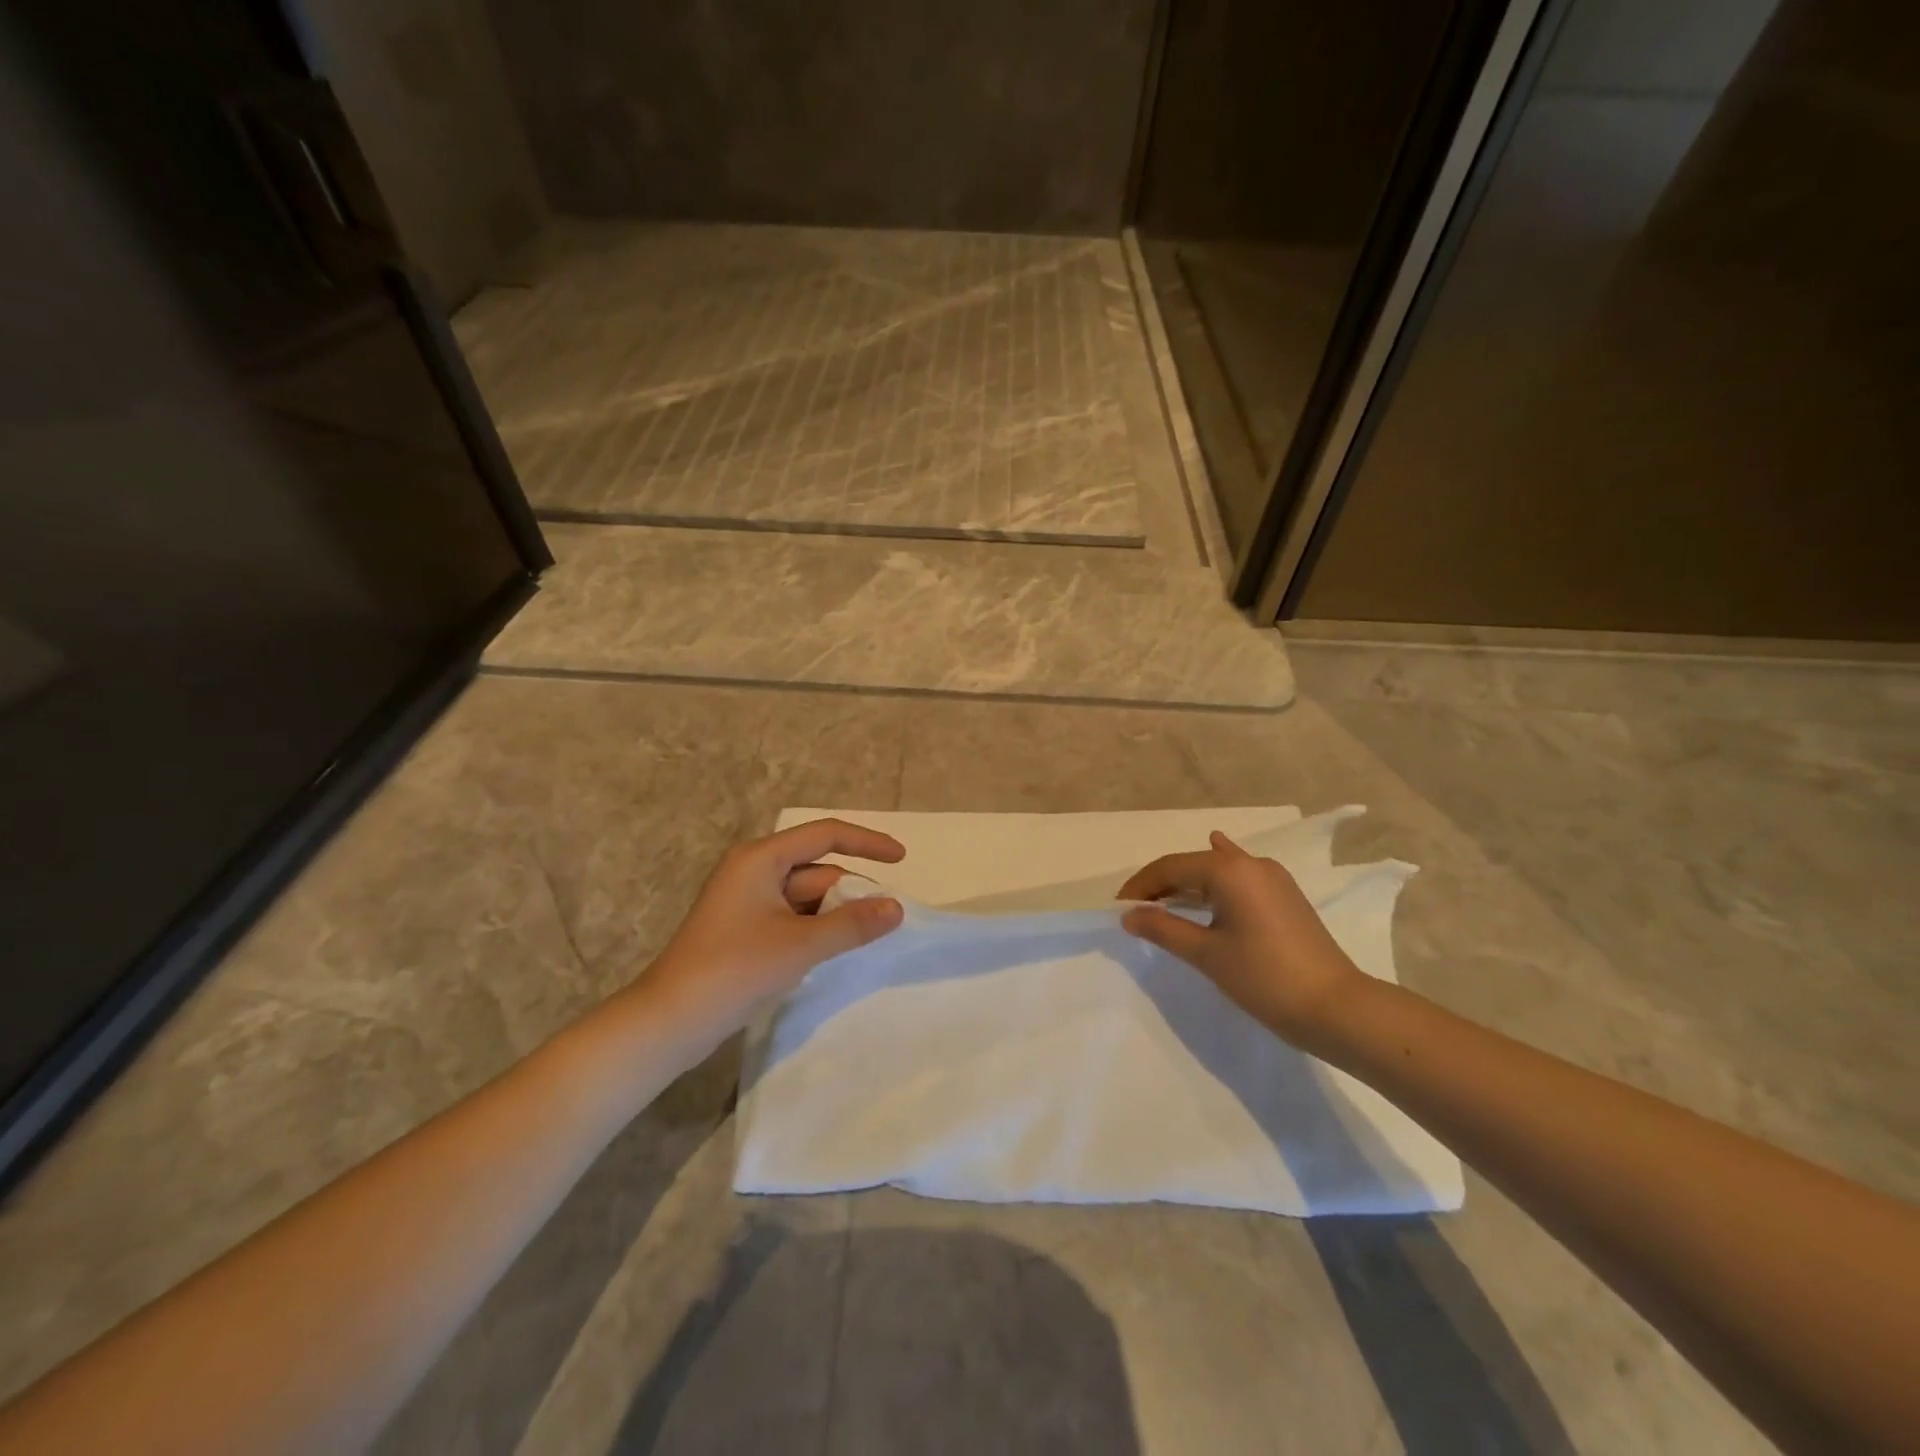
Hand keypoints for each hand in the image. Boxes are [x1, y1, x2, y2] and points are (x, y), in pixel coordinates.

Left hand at [637, 819, 905, 1048]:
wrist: (670, 1021)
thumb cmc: (735, 969)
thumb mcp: (801, 945)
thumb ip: (853, 923)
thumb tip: (897, 908)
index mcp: (761, 858)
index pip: (826, 835)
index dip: (867, 842)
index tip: (901, 859)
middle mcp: (754, 870)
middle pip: (817, 869)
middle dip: (852, 891)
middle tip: (887, 919)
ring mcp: (747, 901)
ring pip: (807, 896)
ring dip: (835, 913)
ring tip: (865, 938)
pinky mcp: (744, 929)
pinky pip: (792, 917)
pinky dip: (816, 929)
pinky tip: (833, 951)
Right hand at [1118, 831, 1366, 1049]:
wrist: (1337, 1008)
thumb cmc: (1265, 978)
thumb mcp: (1207, 954)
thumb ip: (1164, 928)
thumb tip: (1129, 914)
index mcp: (1229, 870)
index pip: (1170, 867)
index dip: (1141, 886)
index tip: (1118, 908)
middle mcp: (1251, 863)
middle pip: (1193, 865)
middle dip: (1162, 885)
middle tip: (1137, 911)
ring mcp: (1272, 878)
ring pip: (1217, 870)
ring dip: (1188, 883)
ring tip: (1163, 901)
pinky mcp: (1285, 895)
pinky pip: (1240, 876)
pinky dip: (1218, 876)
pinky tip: (1217, 853)